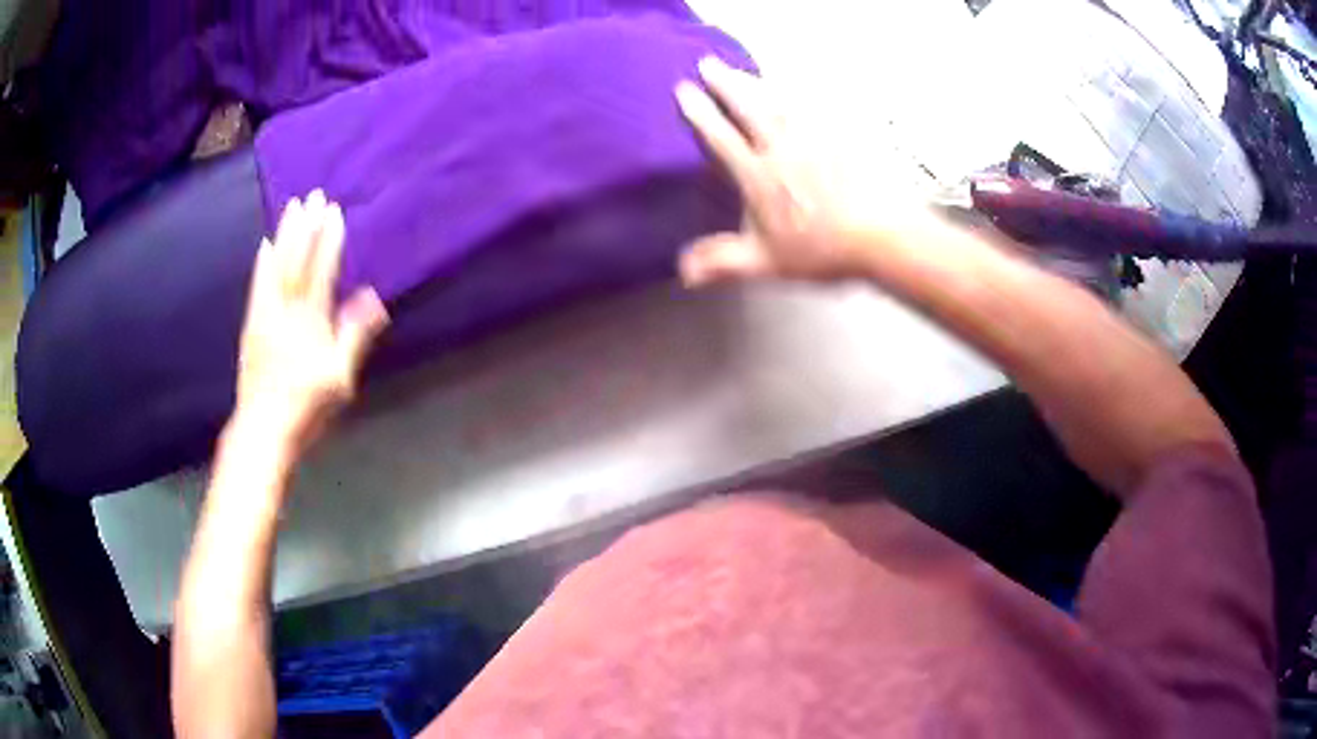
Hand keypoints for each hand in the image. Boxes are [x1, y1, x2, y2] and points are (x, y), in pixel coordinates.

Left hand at [234, 190, 388, 456]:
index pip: (321, 272)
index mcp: (310, 322)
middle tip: (313, 196)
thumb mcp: (340, 378)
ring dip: (284, 235)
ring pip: (275, 268)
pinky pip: (257, 286)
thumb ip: (354, 335)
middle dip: (306, 227)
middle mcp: (285, 311)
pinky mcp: (251, 325)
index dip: (328, 241)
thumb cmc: (307, 407)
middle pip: (296, 262)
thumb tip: (373, 299)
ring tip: (291, 207)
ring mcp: (265, 316)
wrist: (263, 429)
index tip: (335, 212)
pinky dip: (261, 264)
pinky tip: (263, 246)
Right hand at [674, 57, 939, 285]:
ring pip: (777, 100)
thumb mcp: (767, 263)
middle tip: (708, 64)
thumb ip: (723, 262)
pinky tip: (794, 87)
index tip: (685, 91)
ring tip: (739, 70)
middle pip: (747, 107)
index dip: (699, 113)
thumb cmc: (824, 251)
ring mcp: (814, 137)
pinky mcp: (840, 135)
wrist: (882, 236)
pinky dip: (799, 92)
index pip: (721, 137)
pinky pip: (816, 105)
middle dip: (724, 83)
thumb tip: (683, 270)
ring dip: (755, 81)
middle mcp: (782, 149)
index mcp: (759, 176)